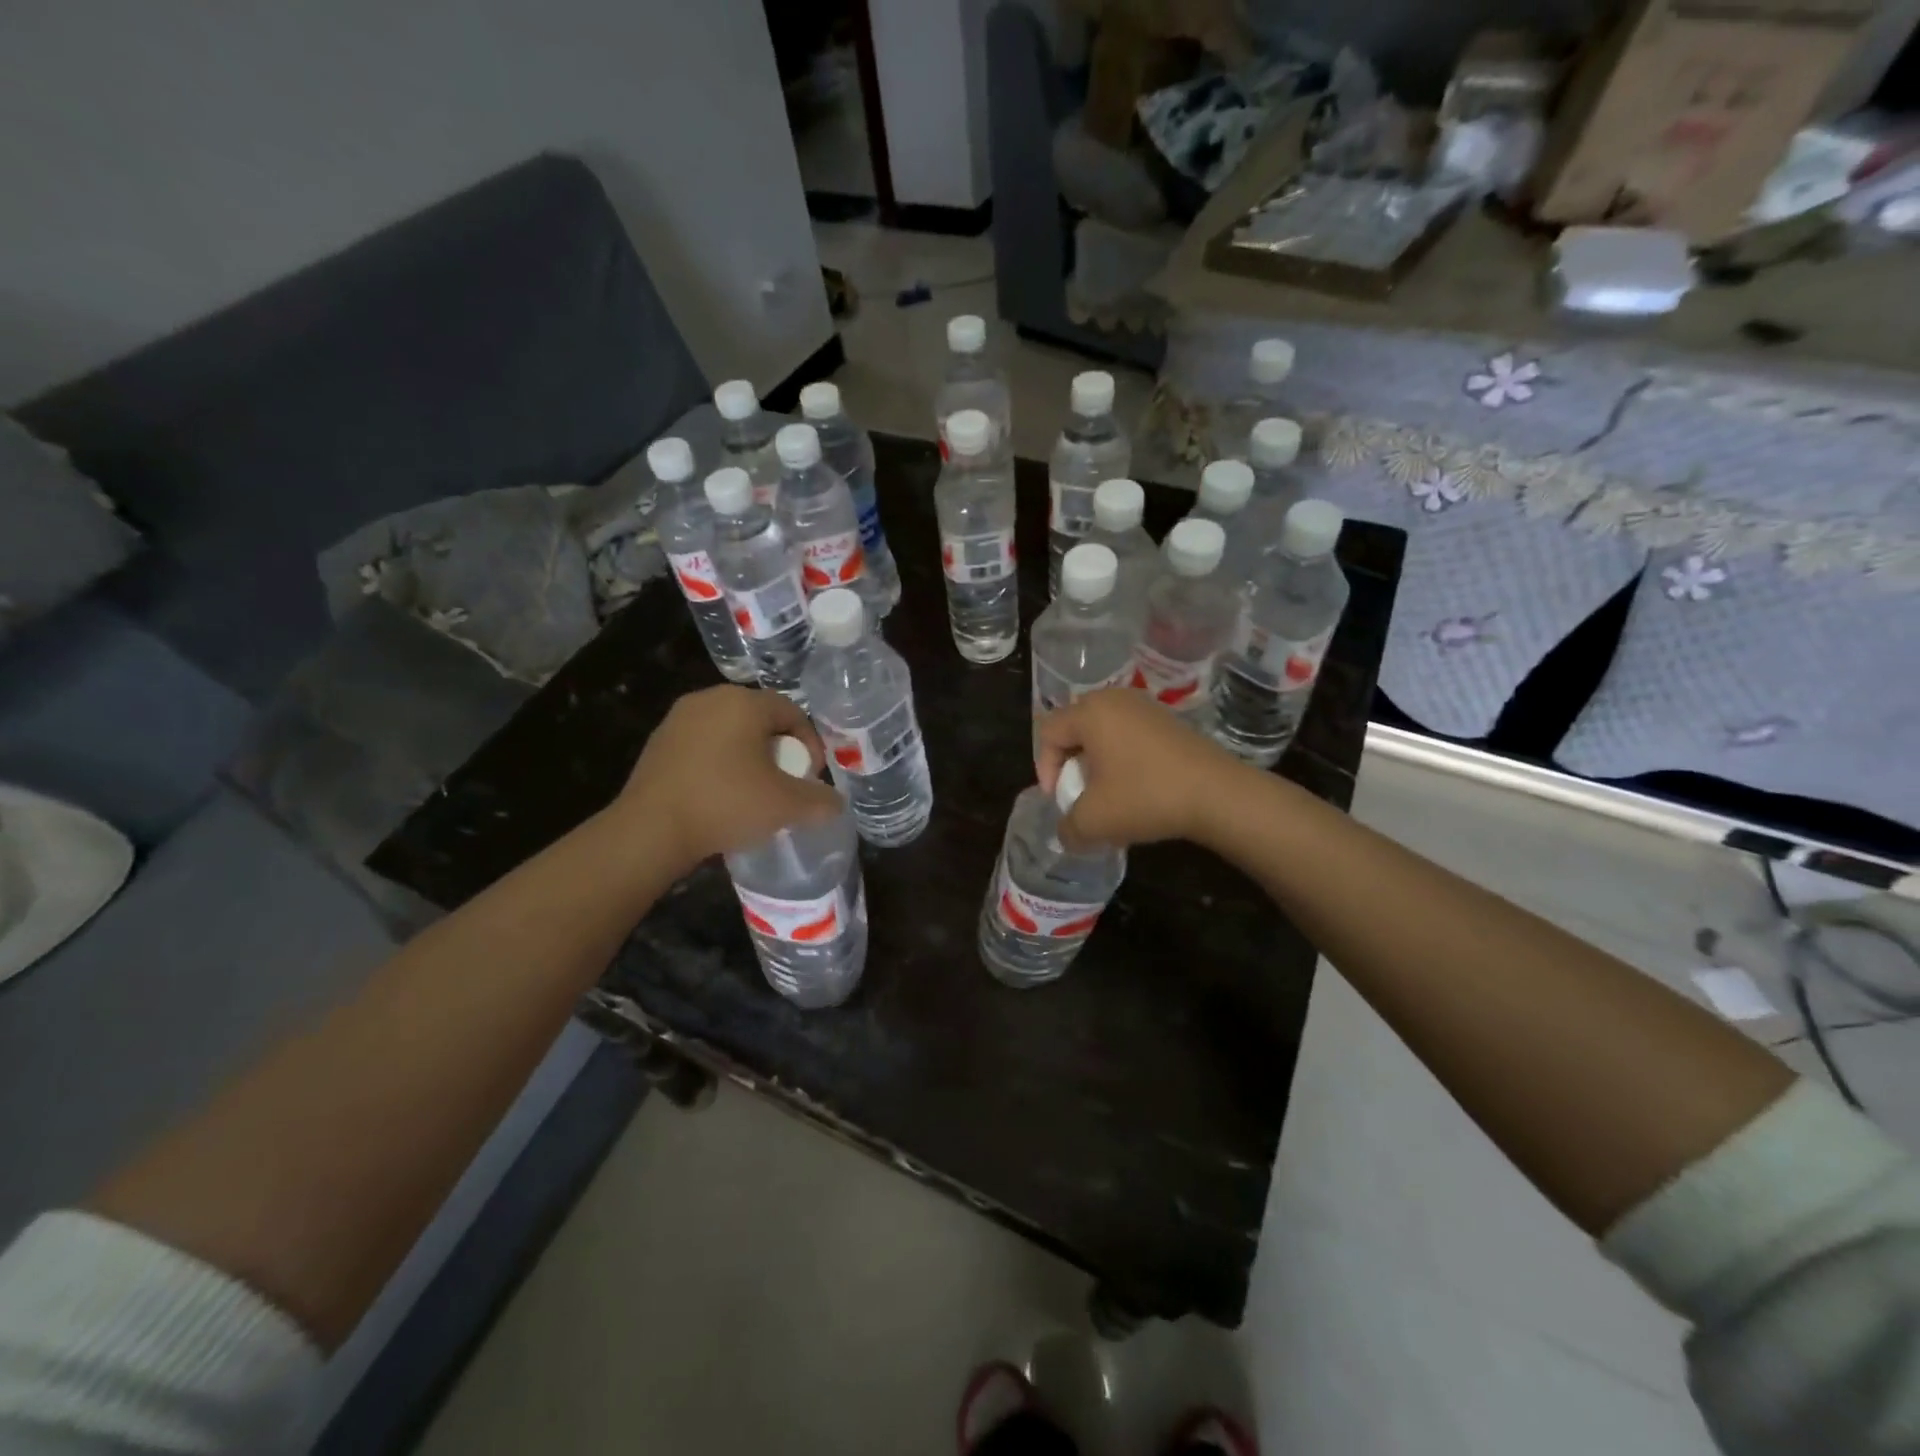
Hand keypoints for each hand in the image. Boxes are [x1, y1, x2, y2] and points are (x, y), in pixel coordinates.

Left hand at [618, 686, 842, 868]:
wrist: (650, 830)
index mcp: (743, 702)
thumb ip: (819, 801)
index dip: (809, 743)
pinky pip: (703, 744)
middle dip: (779, 749)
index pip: (791, 711)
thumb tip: (835, 804)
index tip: (810, 777)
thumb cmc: (725, 804)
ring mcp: (679, 719)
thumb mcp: (786, 805)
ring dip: (749, 755)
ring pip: (730, 731)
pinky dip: (720, 762)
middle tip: (785, 782)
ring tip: (754, 790)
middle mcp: (709, 699)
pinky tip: (720, 794)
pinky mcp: (658, 742)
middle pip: (760, 719)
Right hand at [1034, 689, 1243, 850]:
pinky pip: (1129, 734)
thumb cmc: (1145, 797)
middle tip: (1079, 793)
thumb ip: (1067, 827)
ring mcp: (1145, 707)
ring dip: (1097, 762)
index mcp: (1090, 712)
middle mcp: (1115, 699)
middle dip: (1070, 763)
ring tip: (1107, 794)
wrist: (1218, 794)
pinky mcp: (1168, 720)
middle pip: (1074, 727)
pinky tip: (1136, 788)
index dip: (1044, 768)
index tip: (1060, 799)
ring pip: (1103, 732)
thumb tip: (1066, 832)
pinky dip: (1122, 758)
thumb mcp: (1093, 821)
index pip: (1048, 732)